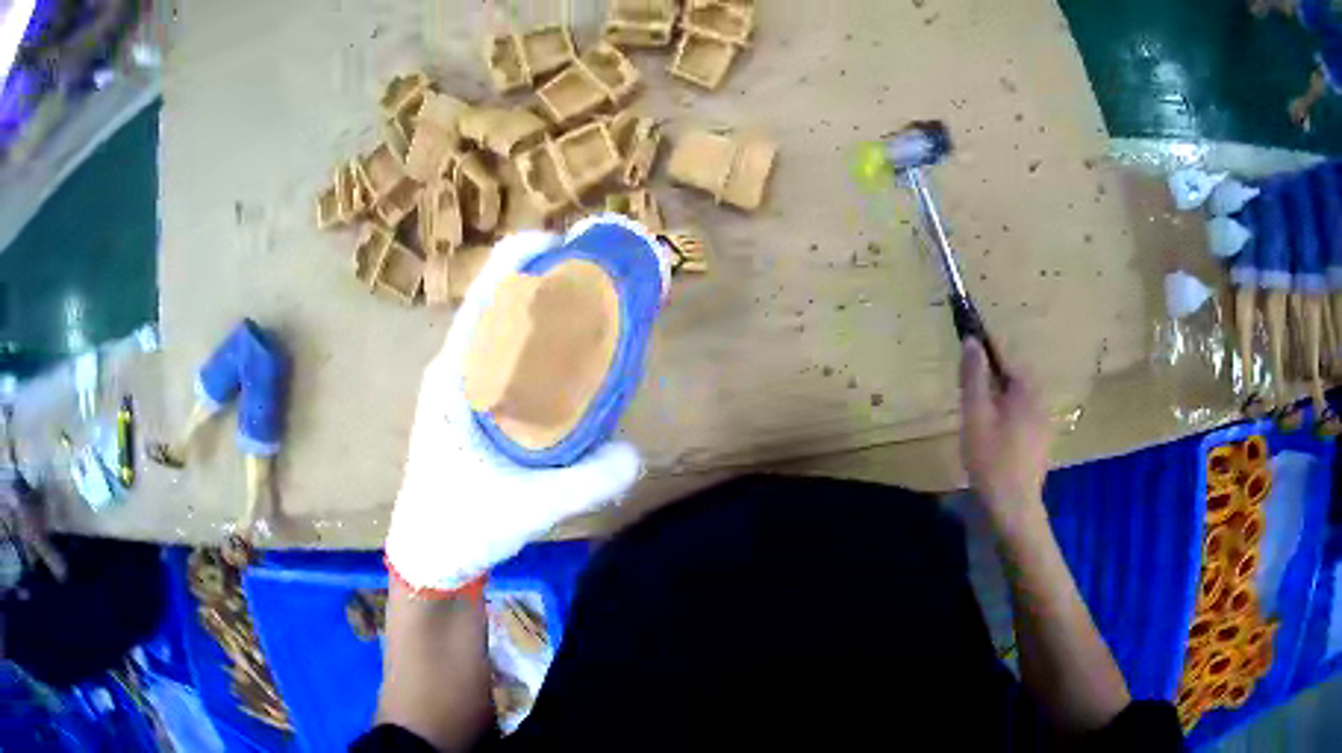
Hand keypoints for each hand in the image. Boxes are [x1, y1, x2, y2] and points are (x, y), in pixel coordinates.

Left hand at [385, 226, 652, 593]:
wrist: (427, 556)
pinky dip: (535, 347)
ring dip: (540, 312)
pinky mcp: (469, 410)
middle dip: (544, 281)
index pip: (483, 300)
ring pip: (499, 333)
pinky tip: (570, 362)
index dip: (518, 260)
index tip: (562, 241)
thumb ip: (587, 483)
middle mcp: (454, 373)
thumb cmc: (462, 525)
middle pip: (497, 306)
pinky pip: (503, 361)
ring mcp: (459, 390)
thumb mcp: (528, 507)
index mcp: (454, 380)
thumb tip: (636, 452)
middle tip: (599, 278)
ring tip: (592, 309)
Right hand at [959, 338, 1051, 533]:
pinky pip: (1022, 419)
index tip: (965, 356)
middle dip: (991, 380)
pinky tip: (993, 440)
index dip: (984, 353)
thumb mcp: (975, 415)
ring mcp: (1043, 424)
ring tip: (977, 420)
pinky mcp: (1041, 444)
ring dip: (998, 401)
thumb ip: (974, 377)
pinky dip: (1006, 420)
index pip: (1005, 356)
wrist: (1013, 507)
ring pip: (1017, 401)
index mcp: (1027, 388)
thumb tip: (972, 340)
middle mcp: (1040, 400)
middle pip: (1012, 378)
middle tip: (967, 396)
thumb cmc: (992, 459)